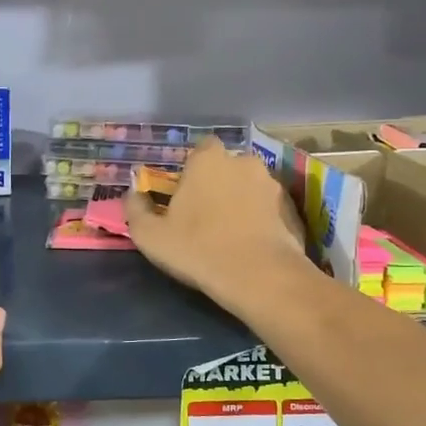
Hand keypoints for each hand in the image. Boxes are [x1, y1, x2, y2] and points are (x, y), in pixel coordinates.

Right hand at [125, 138, 311, 315]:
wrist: (259, 277)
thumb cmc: (197, 248)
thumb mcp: (150, 235)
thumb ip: (136, 209)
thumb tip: (133, 193)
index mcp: (208, 160)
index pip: (201, 148)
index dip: (193, 168)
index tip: (185, 193)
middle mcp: (243, 162)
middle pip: (227, 165)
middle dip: (219, 182)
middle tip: (206, 213)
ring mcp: (272, 184)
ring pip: (251, 185)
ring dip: (242, 199)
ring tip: (232, 230)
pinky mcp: (291, 209)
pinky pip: (270, 208)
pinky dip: (262, 218)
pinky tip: (252, 242)